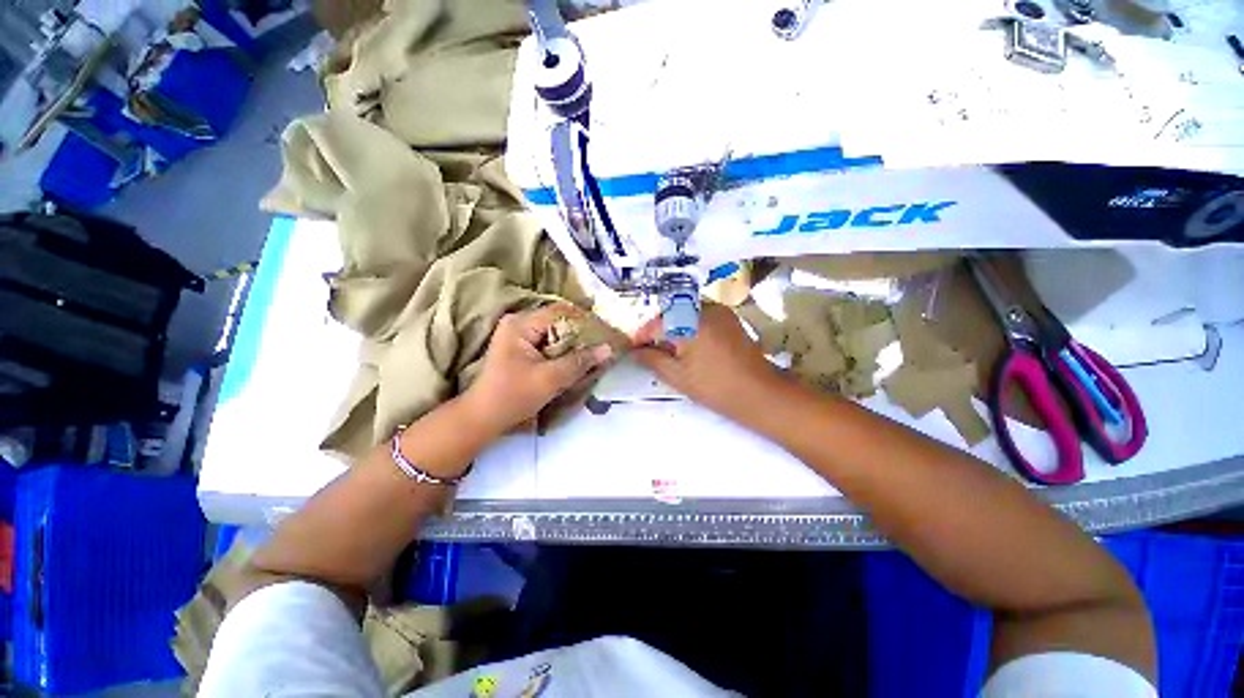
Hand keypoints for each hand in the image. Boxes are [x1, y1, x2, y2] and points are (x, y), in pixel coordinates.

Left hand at [462, 304, 613, 435]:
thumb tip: (608, 348)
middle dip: (582, 333)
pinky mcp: (522, 347)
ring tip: (595, 352)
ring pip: (556, 332)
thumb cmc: (513, 396)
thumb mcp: (550, 379)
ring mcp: (519, 334)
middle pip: (559, 320)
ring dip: (574, 343)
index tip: (605, 334)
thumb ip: (580, 362)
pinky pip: (549, 342)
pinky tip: (578, 359)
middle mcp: (519, 322)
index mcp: (521, 324)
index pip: (561, 312)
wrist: (484, 417)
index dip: (586, 321)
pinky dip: (564, 350)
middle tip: (603, 345)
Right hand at [633, 302, 782, 420]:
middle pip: (670, 314)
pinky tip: (690, 345)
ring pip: (686, 313)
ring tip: (670, 350)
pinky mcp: (729, 318)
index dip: (642, 336)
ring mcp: (720, 311)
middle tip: (651, 351)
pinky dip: (690, 326)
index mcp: (689, 322)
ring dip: (674, 327)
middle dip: (658, 330)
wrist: (759, 393)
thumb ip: (652, 360)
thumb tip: (635, 351)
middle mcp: (704, 309)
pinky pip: (701, 316)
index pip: (656, 323)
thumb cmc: (715, 387)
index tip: (634, 349)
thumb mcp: (677, 376)